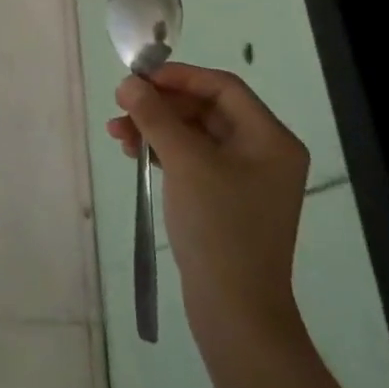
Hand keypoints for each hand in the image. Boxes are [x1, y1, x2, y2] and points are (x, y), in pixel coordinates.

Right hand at [109, 63, 309, 345]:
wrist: (235, 311)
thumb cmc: (218, 227)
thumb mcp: (184, 162)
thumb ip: (155, 116)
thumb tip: (129, 83)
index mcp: (270, 138)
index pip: (222, 87)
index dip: (179, 77)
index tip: (139, 78)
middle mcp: (264, 152)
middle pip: (206, 109)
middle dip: (161, 106)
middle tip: (121, 106)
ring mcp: (246, 178)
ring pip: (194, 134)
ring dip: (156, 128)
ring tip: (117, 135)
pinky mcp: (226, 200)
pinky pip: (193, 159)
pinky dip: (164, 152)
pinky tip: (135, 154)